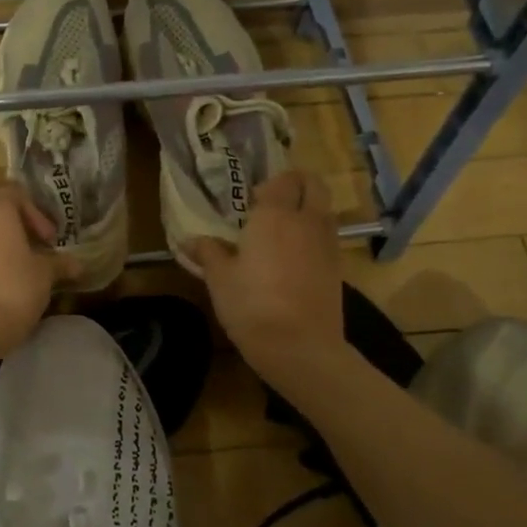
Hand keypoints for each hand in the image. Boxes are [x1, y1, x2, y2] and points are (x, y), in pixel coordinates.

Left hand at [0, 173, 76, 362]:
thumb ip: (59, 264)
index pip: (14, 191)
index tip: (48, 239)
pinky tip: (0, 272)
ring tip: (16, 255)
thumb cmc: (12, 290)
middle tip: (22, 228)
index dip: (35, 211)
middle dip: (1, 205)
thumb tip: (78, 265)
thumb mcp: (44, 276)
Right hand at [181, 171, 351, 374]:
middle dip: (297, 185)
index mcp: (275, 215)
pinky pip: (327, 237)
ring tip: (282, 232)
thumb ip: (208, 253)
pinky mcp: (337, 268)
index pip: (283, 179)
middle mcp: (306, 221)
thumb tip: (189, 241)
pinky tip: (293, 259)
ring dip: (308, 210)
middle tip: (273, 205)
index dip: (270, 184)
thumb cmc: (251, 305)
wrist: (300, 347)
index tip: (252, 201)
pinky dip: (314, 237)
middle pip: (314, 185)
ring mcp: (327, 244)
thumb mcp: (219, 279)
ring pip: (324, 210)